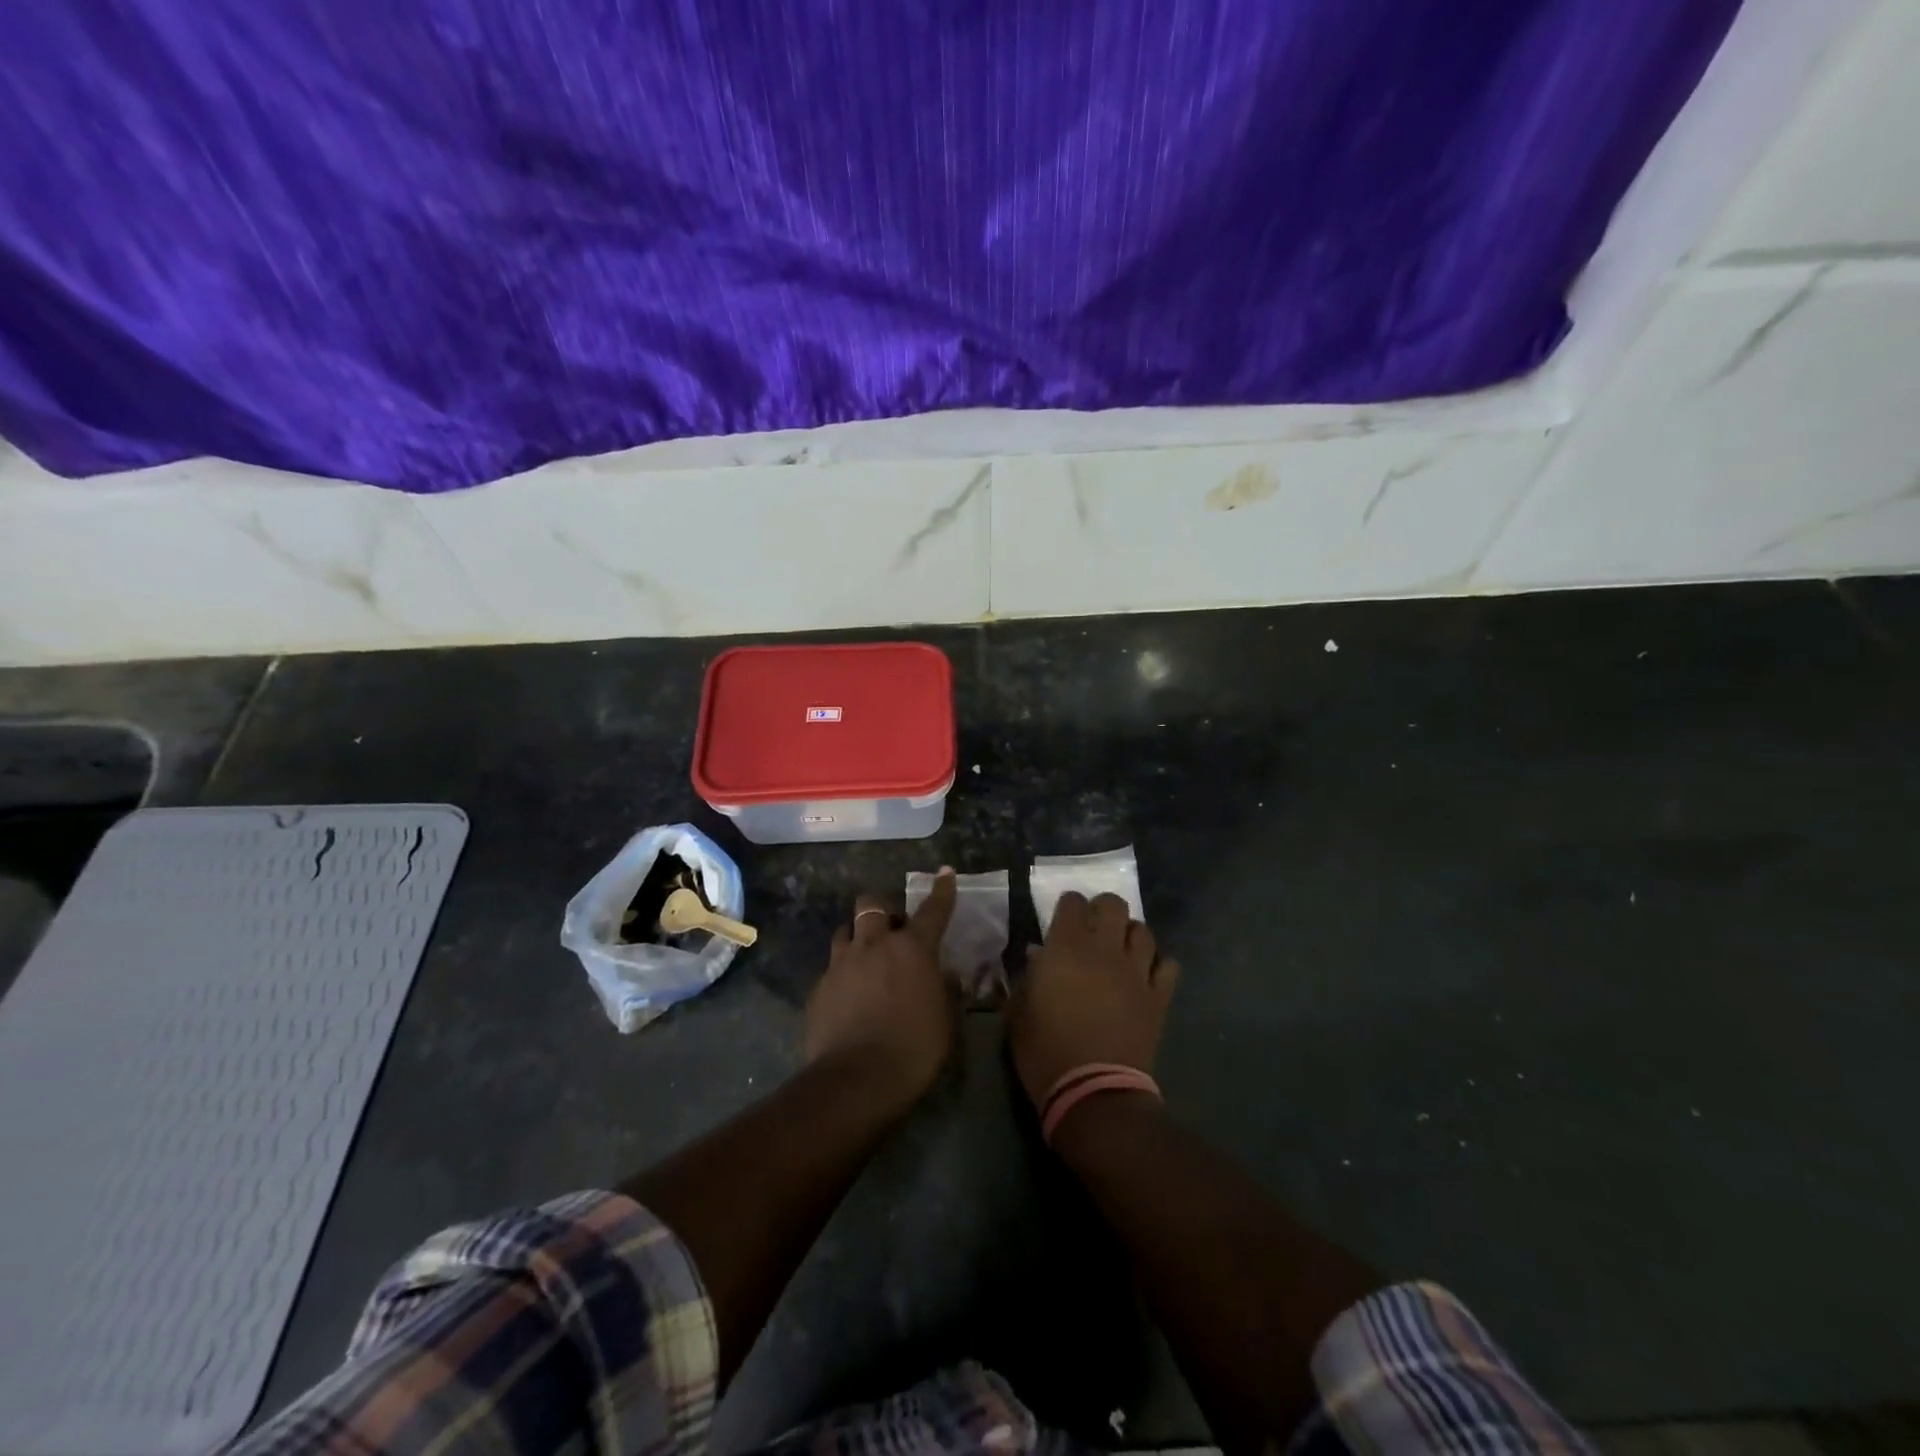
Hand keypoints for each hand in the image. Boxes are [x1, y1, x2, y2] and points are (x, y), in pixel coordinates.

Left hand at [804, 869, 958, 1105]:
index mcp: (912, 949)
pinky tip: (849, 996)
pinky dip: (844, 973)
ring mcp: (841, 964)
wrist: (856, 1079)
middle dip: (882, 909)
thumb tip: (943, 975)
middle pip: (871, 904)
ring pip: (845, 931)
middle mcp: (874, 945)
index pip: (932, 910)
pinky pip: (832, 967)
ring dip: (858, 938)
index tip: (945, 873)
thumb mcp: (945, 1020)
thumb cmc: (914, 1048)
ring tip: (866, 960)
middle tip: (893, 931)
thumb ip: (944, 990)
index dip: (942, 890)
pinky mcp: (819, 987)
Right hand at [1007, 891, 1179, 1108]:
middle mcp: (1105, 950)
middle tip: (1094, 929)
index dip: (1068, 907)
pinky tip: (1147, 976)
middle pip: (1114, 905)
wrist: (1092, 1092)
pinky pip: (1168, 966)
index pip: (1073, 903)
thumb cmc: (1044, 1051)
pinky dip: (1159, 965)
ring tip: (1121, 950)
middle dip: (1103, 910)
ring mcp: (1136, 972)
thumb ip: (1028, 977)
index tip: (1062, 920)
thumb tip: (1037, 956)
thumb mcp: (1019, 1012)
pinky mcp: (1158, 997)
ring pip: (1144, 931)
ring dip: (1131, 935)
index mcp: (1066, 948)